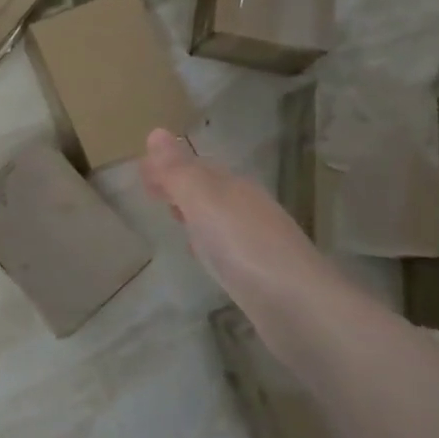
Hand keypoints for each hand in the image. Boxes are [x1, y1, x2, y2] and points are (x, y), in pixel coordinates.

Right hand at [140, 129, 366, 362]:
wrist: (297, 306)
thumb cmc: (242, 244)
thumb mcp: (202, 199)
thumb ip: (177, 170)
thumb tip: (156, 132)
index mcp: (233, 185)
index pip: (195, 165)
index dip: (168, 165)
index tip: (140, 171)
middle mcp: (248, 206)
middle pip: (208, 188)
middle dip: (180, 185)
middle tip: (150, 190)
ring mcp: (257, 240)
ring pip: (218, 215)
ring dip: (194, 211)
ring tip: (172, 215)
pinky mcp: (261, 272)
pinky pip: (226, 244)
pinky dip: (208, 239)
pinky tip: (202, 252)